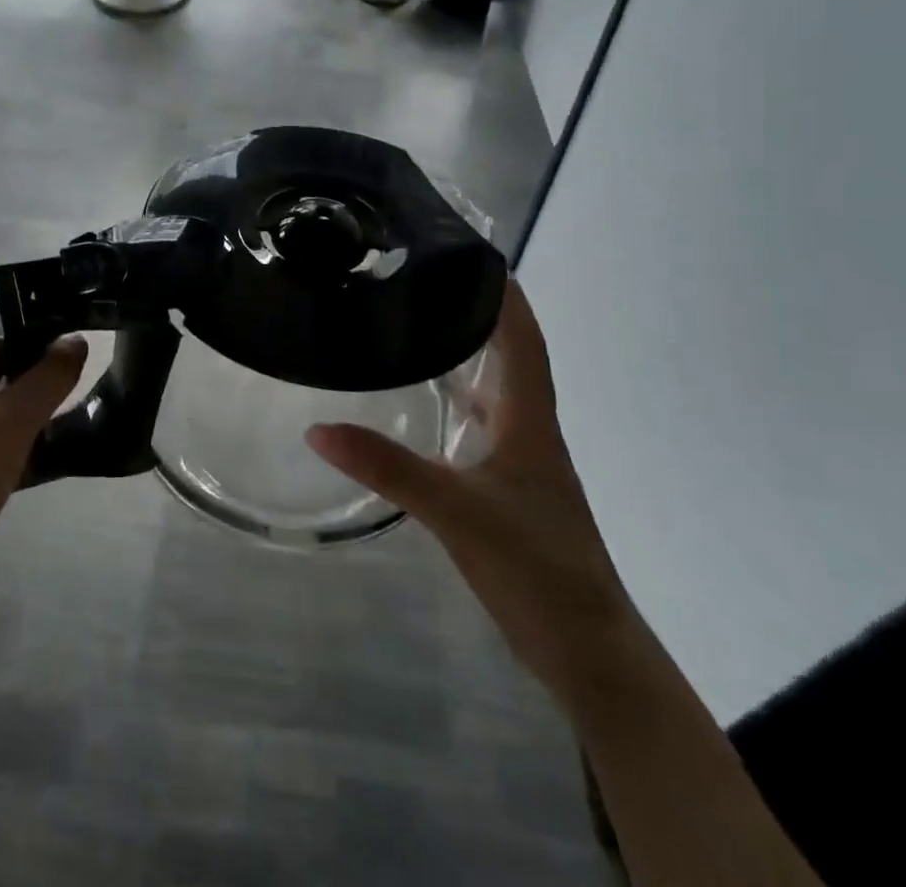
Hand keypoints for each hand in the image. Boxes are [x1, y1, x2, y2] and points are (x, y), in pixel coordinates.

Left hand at [0, 265, 87, 612]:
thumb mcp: (8, 426)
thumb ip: (48, 378)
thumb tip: (76, 342)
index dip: (5, 279)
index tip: (49, 296)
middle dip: (21, 324)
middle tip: (67, 334)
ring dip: (17, 364)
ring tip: (63, 371)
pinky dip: (5, 398)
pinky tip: (42, 415)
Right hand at [307, 276, 645, 706]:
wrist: (587, 650)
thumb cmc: (534, 567)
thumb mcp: (456, 511)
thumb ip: (388, 468)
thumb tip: (318, 427)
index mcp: (528, 420)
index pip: (523, 340)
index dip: (506, 296)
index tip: (478, 254)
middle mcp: (529, 431)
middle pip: (509, 358)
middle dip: (478, 317)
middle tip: (429, 284)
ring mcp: (522, 464)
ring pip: (495, 394)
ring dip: (467, 359)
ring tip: (420, 329)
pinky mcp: (509, 492)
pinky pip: (482, 429)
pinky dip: (458, 406)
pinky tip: (427, 408)